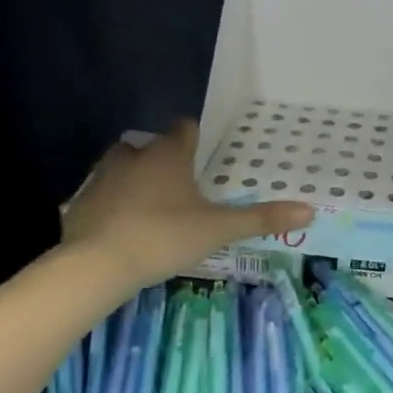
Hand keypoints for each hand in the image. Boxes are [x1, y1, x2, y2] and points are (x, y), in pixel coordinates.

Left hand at [59, 122, 312, 293]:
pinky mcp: (81, 202)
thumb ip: (261, 219)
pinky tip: (126, 227)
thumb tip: (310, 211)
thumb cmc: (164, 236)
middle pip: (151, 146)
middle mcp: (134, 156)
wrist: (96, 264)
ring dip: (137, 179)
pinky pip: (103, 194)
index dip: (196, 138)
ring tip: (155, 205)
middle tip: (184, 186)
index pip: (185, 128)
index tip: (206, 154)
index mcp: (169, 154)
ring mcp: (103, 177)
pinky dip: (115, 204)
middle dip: (166, 160)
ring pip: (123, 167)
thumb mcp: (218, 229)